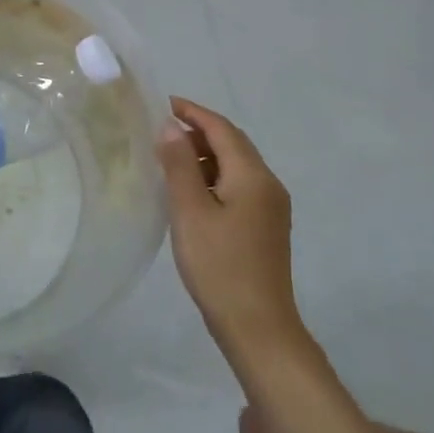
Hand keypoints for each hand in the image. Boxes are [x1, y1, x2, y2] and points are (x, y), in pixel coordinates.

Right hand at [158, 97, 311, 371]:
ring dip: (206, 155)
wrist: (259, 329)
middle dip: (199, 131)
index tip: (163, 103)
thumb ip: (179, 164)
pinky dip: (214, 177)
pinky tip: (191, 192)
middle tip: (162, 130)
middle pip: (233, 143)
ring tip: (170, 160)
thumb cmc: (220, 266)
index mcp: (253, 176)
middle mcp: (268, 184)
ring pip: (236, 165)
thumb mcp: (190, 211)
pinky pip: (239, 185)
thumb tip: (170, 126)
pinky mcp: (266, 227)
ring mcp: (271, 207)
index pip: (222, 129)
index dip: (193, 112)